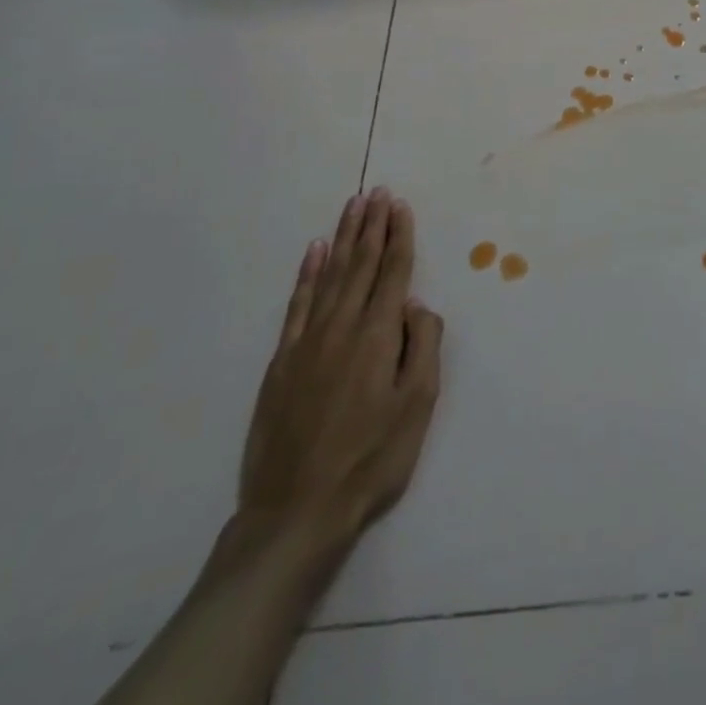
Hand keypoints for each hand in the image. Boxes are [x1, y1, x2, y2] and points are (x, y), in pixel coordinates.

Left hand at [238, 187, 443, 550]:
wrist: (296, 512)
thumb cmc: (370, 459)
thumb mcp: (417, 406)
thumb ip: (423, 346)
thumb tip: (415, 304)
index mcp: (377, 336)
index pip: (393, 272)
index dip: (398, 236)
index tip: (399, 205)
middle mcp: (342, 327)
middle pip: (361, 264)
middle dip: (372, 226)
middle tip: (377, 192)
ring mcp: (307, 342)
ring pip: (330, 276)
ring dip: (343, 239)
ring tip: (353, 207)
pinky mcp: (282, 361)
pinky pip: (298, 304)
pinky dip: (307, 274)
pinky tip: (315, 253)